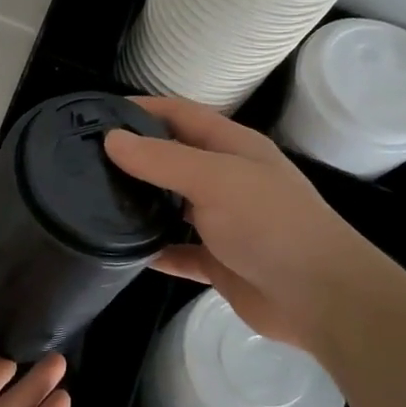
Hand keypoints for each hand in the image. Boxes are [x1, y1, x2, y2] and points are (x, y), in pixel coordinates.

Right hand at [103, 96, 405, 362]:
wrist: (320, 297)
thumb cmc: (270, 224)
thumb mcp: (215, 179)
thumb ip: (162, 160)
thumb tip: (111, 139)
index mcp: (233, 148)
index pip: (182, 115)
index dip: (143, 108)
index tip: (98, 113)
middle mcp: (227, 179)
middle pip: (174, 159)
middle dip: (136, 157)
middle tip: (85, 160)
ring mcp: (224, 222)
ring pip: (173, 206)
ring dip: (142, 204)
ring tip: (93, 201)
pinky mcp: (218, 262)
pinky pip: (178, 251)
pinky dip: (154, 250)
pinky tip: (122, 251)